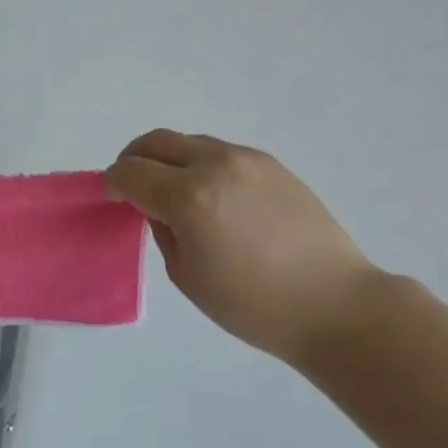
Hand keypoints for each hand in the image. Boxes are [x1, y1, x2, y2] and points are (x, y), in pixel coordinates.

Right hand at [104, 130, 382, 362]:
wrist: (335, 304)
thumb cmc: (254, 305)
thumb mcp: (187, 275)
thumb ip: (163, 229)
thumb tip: (157, 206)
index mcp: (189, 197)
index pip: (131, 172)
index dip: (113, 183)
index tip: (112, 197)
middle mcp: (215, 165)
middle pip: (155, 142)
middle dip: (134, 160)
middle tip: (132, 186)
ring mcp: (246, 159)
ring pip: (188, 142)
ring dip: (168, 160)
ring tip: (174, 193)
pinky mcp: (270, 163)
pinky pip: (219, 152)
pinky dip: (200, 164)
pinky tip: (212, 197)